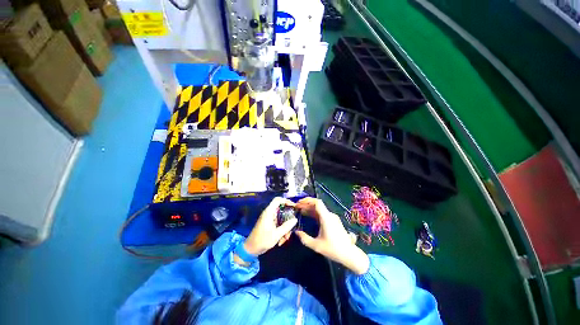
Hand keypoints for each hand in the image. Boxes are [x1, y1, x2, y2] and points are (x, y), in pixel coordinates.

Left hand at [243, 197, 297, 255]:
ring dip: (285, 226)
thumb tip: (295, 219)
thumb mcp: (276, 234)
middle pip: (282, 210)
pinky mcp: (269, 224)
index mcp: (269, 212)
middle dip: (288, 218)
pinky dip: (282, 229)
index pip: (278, 200)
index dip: (286, 201)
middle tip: (293, 225)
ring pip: (281, 218)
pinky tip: (282, 239)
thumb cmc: (262, 240)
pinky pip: (278, 223)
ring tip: (286, 237)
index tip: (294, 206)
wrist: (251, 249)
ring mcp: (269, 219)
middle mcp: (269, 213)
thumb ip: (286, 226)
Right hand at [294, 197, 369, 274]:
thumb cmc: (333, 249)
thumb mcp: (316, 245)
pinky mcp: (333, 221)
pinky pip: (322, 214)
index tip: (299, 203)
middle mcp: (329, 215)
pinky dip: (314, 213)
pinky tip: (308, 216)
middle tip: (297, 207)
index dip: (307, 200)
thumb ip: (304, 238)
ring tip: (300, 211)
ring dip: (309, 209)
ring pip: (319, 209)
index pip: (317, 202)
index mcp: (326, 218)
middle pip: (317, 205)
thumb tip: (296, 232)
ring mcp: (332, 218)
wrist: (349, 254)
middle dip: (306, 205)